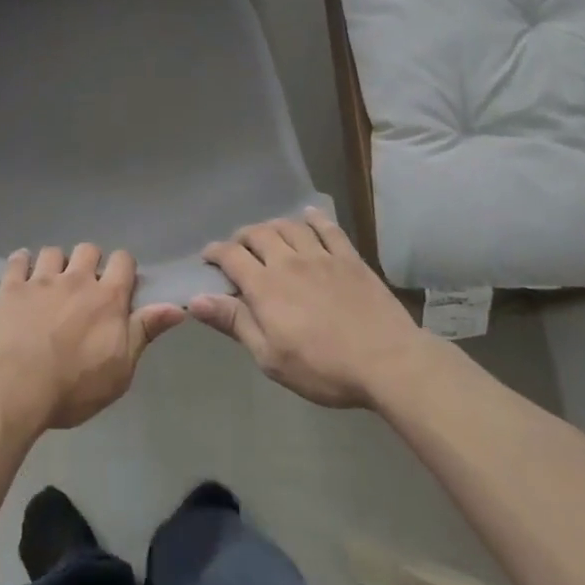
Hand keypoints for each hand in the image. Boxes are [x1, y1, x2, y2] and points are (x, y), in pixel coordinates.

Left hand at [0, 245, 184, 432]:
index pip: (123, 260)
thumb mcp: (121, 369)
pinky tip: (21, 273)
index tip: (120, 285)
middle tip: (84, 287)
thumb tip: (177, 307)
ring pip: (53, 251)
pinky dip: (21, 262)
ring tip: (51, 282)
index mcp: (107, 298)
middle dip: (89, 262)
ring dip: (56, 263)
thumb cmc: (75, 386)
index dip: (123, 268)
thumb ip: (145, 331)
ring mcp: (41, 280)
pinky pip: (18, 260)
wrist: (17, 387)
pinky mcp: (11, 287)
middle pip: (88, 249)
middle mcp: (76, 279)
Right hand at [189, 207, 424, 408]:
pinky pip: (328, 228)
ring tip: (269, 236)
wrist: (388, 362)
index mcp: (264, 286)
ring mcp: (321, 256)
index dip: (214, 252)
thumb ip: (234, 322)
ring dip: (273, 226)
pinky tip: (308, 216)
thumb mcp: (270, 356)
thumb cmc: (323, 368)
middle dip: (242, 237)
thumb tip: (195, 299)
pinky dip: (314, 219)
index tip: (208, 258)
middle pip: (258, 233)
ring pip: (289, 226)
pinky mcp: (349, 258)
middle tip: (238, 249)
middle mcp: (288, 261)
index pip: (230, 256)